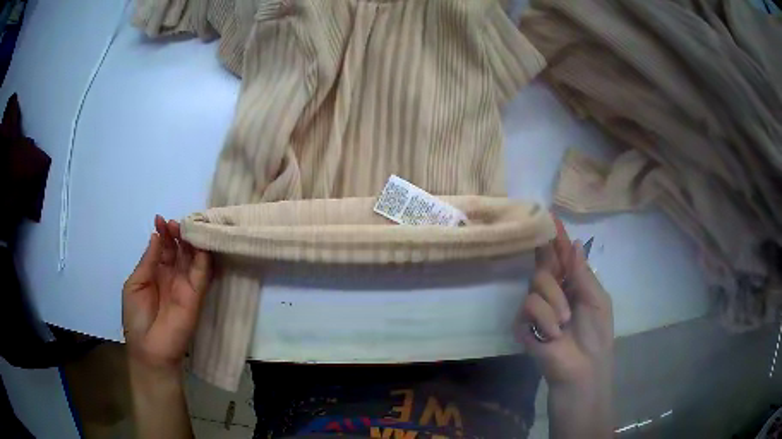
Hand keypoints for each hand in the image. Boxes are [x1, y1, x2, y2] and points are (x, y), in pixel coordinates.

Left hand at [123, 215, 211, 371]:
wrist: (149, 349)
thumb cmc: (136, 317)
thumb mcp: (135, 284)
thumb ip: (148, 261)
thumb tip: (156, 236)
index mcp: (156, 272)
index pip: (163, 248)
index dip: (163, 233)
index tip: (160, 219)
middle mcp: (172, 276)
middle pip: (179, 249)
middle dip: (177, 233)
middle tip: (175, 223)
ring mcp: (185, 285)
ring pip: (193, 257)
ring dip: (191, 241)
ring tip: (186, 226)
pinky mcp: (196, 295)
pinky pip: (202, 272)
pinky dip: (203, 256)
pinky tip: (200, 241)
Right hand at [514, 216, 613, 387]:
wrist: (583, 367)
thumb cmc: (596, 334)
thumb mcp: (598, 299)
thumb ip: (582, 272)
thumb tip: (574, 243)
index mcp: (571, 283)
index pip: (559, 255)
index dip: (555, 237)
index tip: (549, 215)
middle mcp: (551, 291)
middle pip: (543, 265)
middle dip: (556, 279)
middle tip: (569, 303)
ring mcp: (535, 308)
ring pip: (535, 284)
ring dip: (554, 304)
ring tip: (564, 324)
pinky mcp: (523, 324)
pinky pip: (528, 306)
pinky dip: (544, 319)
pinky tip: (552, 334)